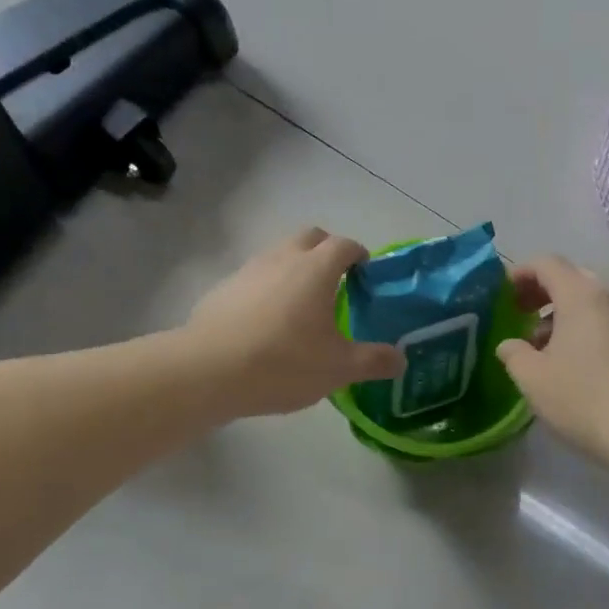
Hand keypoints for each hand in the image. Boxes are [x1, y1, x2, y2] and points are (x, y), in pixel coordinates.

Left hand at [186, 228, 404, 417]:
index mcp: (315, 269)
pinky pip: (254, 279)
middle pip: (310, 238)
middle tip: (336, 283)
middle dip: (326, 251)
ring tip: (301, 307)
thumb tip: (400, 360)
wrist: (208, 371)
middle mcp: (282, 258)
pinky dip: (267, 290)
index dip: (359, 254)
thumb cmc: (283, 363)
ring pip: (279, 256)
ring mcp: (248, 271)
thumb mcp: (338, 368)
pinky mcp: (223, 290)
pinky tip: (266, 325)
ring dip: (294, 269)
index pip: (344, 245)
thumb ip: (373, 361)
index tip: (366, 273)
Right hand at [495, 256, 608, 464]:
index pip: (546, 263)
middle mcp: (608, 298)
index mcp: (580, 295)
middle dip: (540, 291)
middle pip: (569, 277)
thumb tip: (510, 344)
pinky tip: (567, 362)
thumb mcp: (532, 377)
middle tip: (518, 314)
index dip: (520, 274)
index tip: (501, 296)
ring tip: (539, 345)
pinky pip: (602, 321)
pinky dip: (579, 328)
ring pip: (587, 301)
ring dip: (559, 313)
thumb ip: (513, 352)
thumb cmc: (583, 398)